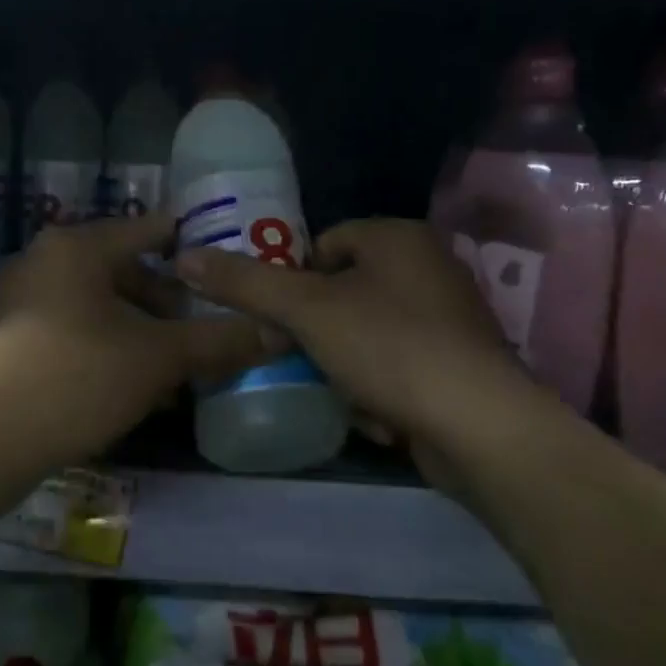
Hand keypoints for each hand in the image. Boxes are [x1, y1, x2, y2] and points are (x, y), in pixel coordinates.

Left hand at [0, 213, 269, 469]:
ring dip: (140, 334)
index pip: (150, 229)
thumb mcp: (156, 358)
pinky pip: (72, 333)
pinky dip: (107, 351)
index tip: (232, 263)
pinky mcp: (6, 342)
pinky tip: (130, 390)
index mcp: (77, 245)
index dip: (195, 243)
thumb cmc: (75, 376)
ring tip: (176, 372)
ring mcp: (18, 301)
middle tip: (205, 333)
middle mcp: (44, 261)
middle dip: (168, 304)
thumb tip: (278, 332)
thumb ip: (218, 340)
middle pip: (124, 271)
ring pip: (98, 308)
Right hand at [176, 218, 532, 461]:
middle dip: (320, 336)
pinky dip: (382, 389)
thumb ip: (244, 283)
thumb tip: (184, 257)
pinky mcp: (459, 365)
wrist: (480, 428)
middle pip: (342, 294)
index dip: (294, 283)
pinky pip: (398, 366)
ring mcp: (449, 317)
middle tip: (306, 361)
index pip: (323, 245)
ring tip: (349, 394)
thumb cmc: (389, 347)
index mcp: (397, 237)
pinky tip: (382, 415)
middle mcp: (429, 267)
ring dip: (347, 369)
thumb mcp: (305, 310)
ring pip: (366, 336)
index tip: (282, 322)